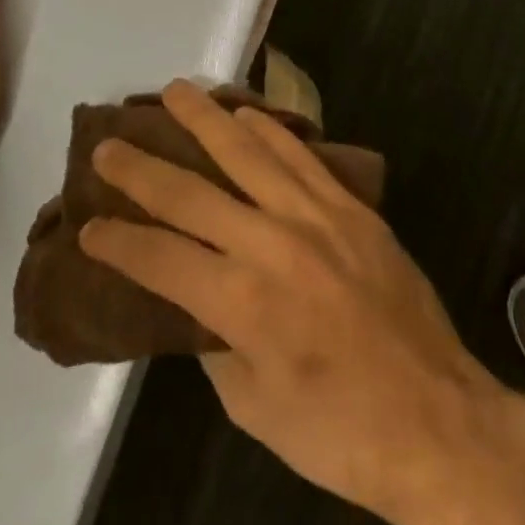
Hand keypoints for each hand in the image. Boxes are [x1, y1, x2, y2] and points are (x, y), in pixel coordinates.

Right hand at [78, 80, 495, 520]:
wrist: (436, 419)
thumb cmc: (338, 432)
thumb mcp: (254, 408)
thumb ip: (215, 343)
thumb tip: (192, 299)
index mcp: (241, 302)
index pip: (159, 258)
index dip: (117, 242)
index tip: (88, 226)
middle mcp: (272, 243)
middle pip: (192, 193)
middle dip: (141, 168)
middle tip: (108, 144)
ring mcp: (316, 217)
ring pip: (249, 152)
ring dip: (207, 119)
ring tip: (175, 92)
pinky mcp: (351, 208)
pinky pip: (302, 155)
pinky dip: (269, 129)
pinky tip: (245, 113)